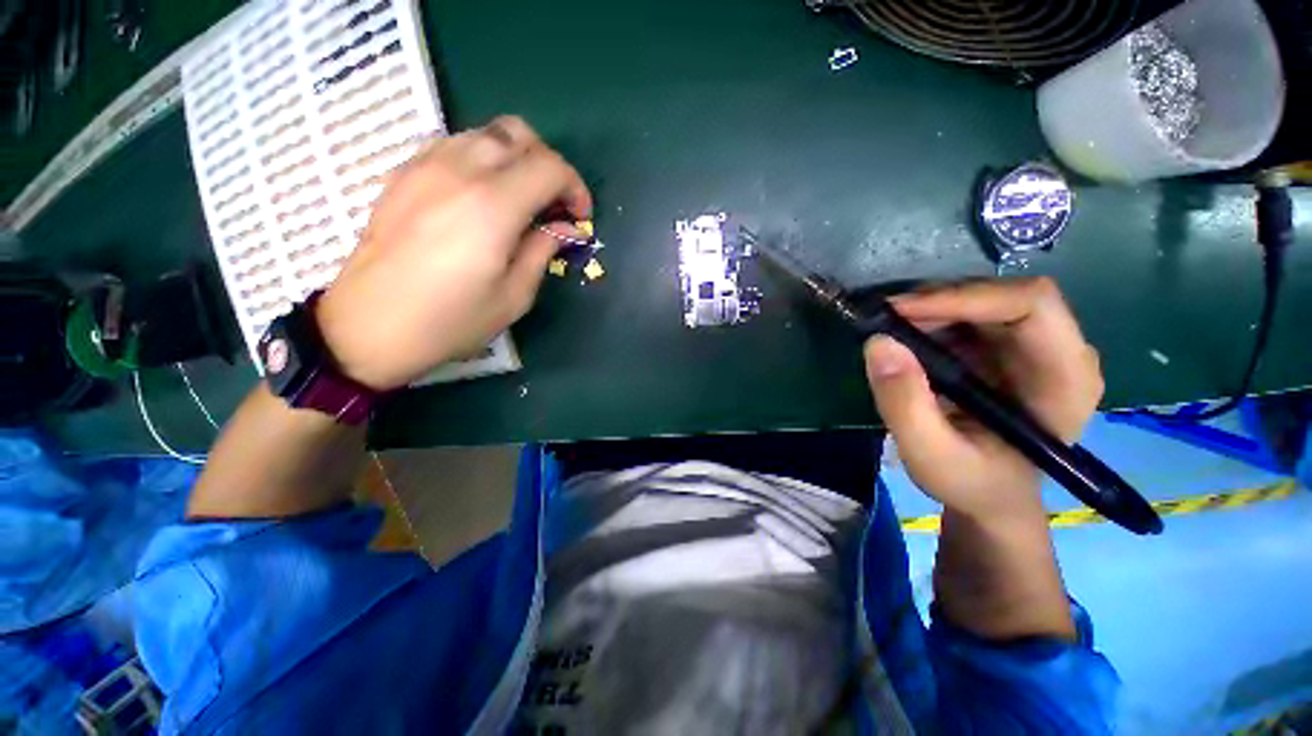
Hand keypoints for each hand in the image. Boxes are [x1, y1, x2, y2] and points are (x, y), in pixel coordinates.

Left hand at [316, 116, 592, 390]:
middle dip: (548, 164)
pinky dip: (480, 158)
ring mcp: (425, 166)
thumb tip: (565, 228)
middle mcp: (459, 171)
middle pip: (518, 134)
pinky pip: (453, 144)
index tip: (579, 218)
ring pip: (484, 132)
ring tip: (520, 198)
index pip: (549, 167)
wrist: (369, 326)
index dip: (575, 188)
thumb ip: (543, 251)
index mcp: (493, 206)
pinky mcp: (403, 173)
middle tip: (553, 203)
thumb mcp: (514, 296)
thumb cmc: (451, 320)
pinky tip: (481, 193)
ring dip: (514, 157)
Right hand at [863, 277, 1103, 523]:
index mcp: (1064, 379)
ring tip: (889, 332)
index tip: (901, 312)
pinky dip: (929, 319)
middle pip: (1004, 295)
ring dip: (930, 309)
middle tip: (885, 320)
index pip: (1031, 305)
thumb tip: (878, 343)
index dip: (966, 297)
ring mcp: (1032, 347)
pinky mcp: (1005, 348)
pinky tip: (905, 340)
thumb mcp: (930, 454)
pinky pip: (967, 315)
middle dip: (939, 302)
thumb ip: (904, 404)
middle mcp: (1059, 351)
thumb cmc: (970, 482)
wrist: (987, 494)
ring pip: (982, 300)